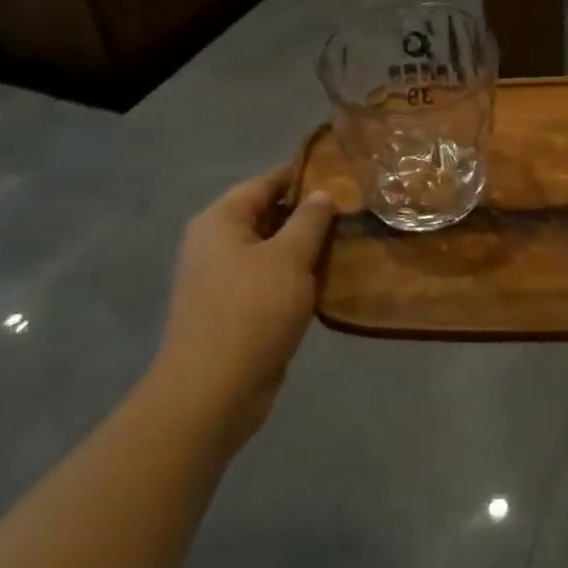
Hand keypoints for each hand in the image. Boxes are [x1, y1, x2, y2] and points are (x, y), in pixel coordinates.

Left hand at [152, 170, 335, 447]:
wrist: (213, 392)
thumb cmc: (251, 311)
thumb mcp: (289, 257)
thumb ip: (310, 220)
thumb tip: (323, 192)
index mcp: (220, 221)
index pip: (264, 183)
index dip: (301, 176)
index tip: (341, 174)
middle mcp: (216, 244)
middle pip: (268, 215)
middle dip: (309, 214)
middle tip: (353, 211)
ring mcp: (223, 280)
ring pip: (272, 251)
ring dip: (306, 249)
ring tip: (349, 242)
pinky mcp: (235, 311)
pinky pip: (271, 281)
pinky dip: (297, 277)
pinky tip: (330, 280)